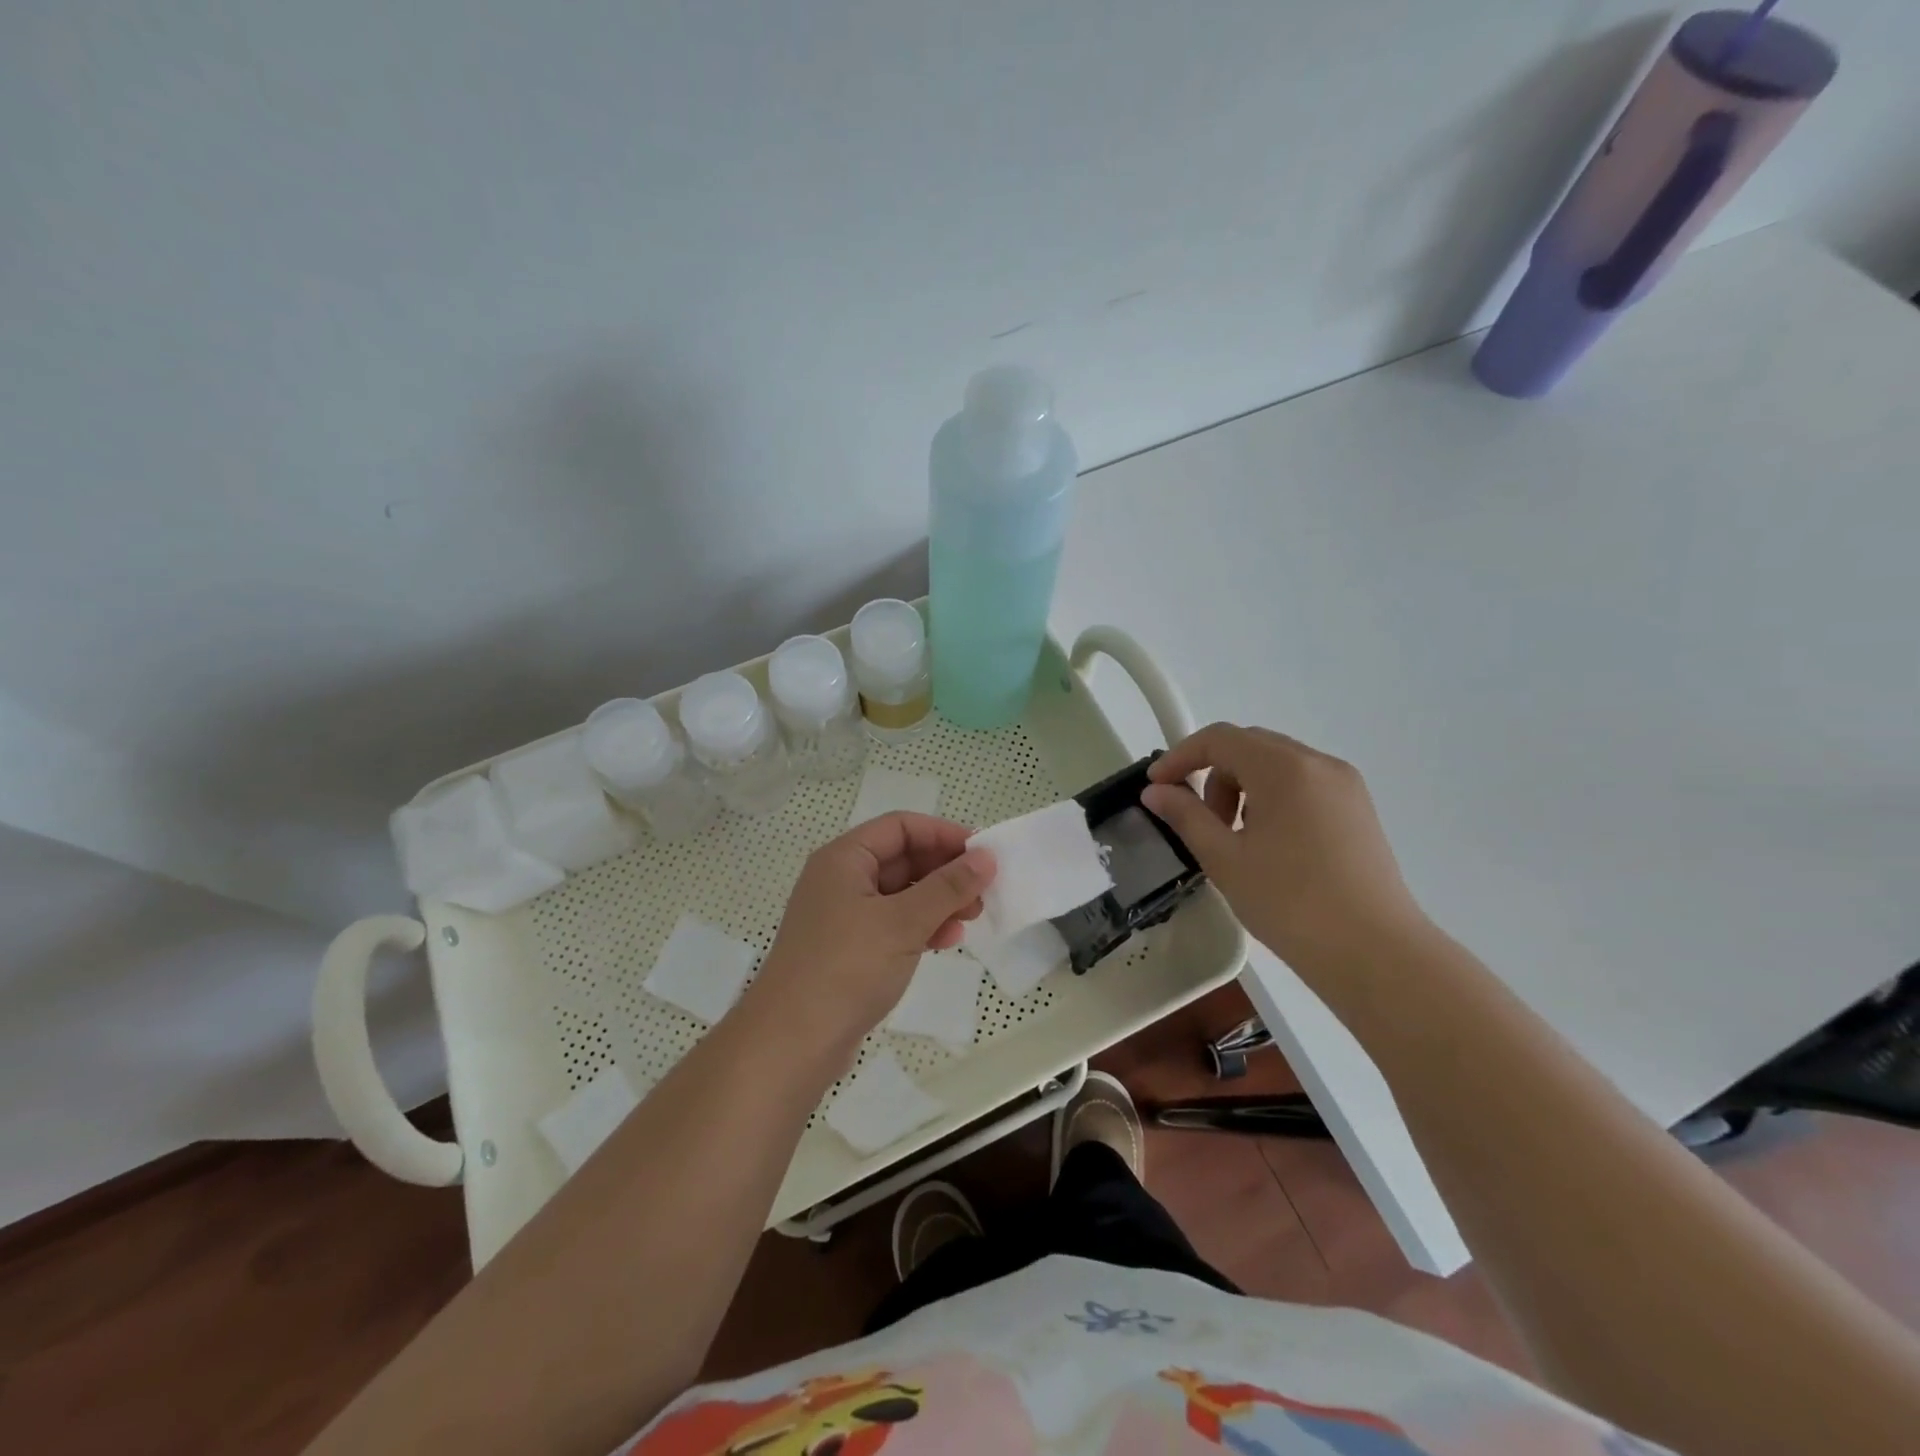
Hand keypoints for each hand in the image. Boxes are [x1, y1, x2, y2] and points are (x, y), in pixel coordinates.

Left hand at [744, 812, 995, 1053]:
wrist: (792, 1043)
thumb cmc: (847, 968)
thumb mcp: (904, 922)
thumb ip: (948, 887)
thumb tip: (985, 857)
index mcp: (844, 858)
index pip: (900, 826)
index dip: (943, 834)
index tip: (982, 853)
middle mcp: (840, 879)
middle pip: (902, 858)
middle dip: (945, 871)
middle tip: (983, 891)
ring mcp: (842, 916)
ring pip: (901, 894)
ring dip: (938, 901)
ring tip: (972, 918)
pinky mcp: (848, 949)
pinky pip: (892, 924)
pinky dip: (921, 927)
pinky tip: (947, 941)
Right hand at [1142, 723, 1432, 972]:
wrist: (1374, 953)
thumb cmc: (1290, 903)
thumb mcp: (1224, 859)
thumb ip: (1185, 816)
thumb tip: (1155, 791)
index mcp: (1284, 768)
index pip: (1220, 738)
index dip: (1180, 757)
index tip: (1155, 787)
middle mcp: (1318, 763)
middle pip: (1249, 746)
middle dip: (1213, 774)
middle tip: (1200, 820)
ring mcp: (1345, 785)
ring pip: (1277, 765)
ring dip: (1243, 787)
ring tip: (1237, 838)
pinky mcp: (1358, 809)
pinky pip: (1303, 784)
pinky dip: (1273, 798)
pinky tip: (1271, 844)